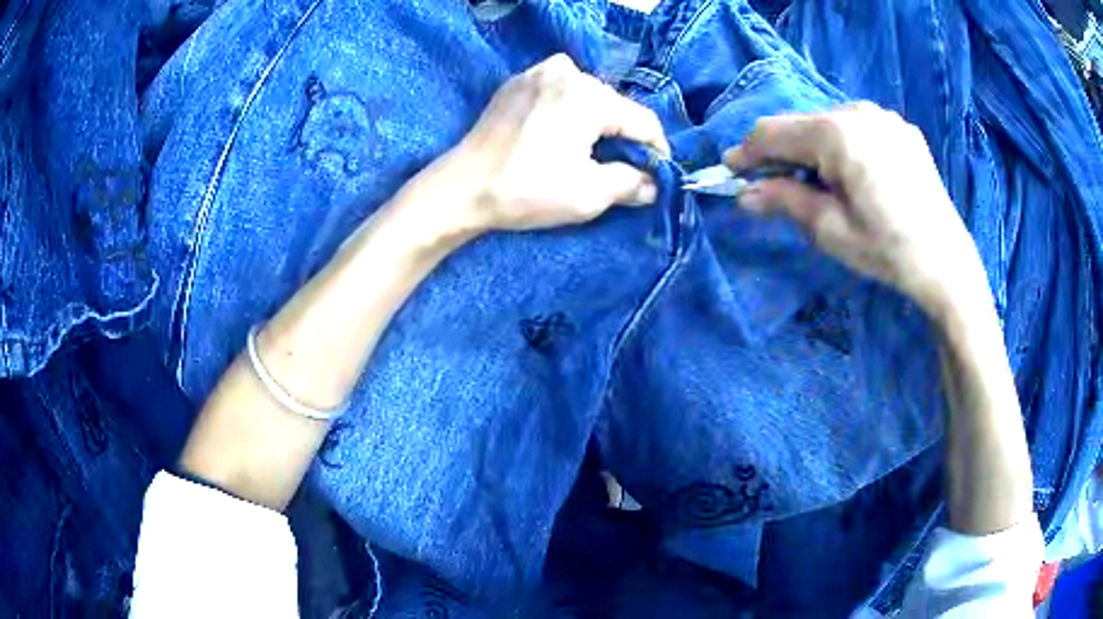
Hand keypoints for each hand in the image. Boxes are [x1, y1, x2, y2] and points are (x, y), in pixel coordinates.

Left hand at [413, 54, 668, 234]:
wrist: (461, 188)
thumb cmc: (526, 190)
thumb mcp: (588, 195)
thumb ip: (630, 183)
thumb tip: (651, 183)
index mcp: (588, 95)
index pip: (641, 119)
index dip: (656, 149)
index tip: (658, 173)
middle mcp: (566, 72)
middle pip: (614, 105)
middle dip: (623, 136)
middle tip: (623, 168)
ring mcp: (538, 72)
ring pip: (587, 96)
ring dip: (596, 123)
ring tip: (590, 154)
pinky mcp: (517, 82)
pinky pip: (559, 92)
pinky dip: (568, 112)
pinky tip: (559, 137)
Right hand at [725, 102, 987, 318]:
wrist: (947, 264)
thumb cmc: (887, 251)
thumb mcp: (829, 230)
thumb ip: (783, 201)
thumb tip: (744, 194)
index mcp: (837, 133)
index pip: (774, 132)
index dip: (747, 152)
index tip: (731, 172)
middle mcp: (858, 111)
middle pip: (801, 124)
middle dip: (782, 152)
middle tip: (773, 185)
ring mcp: (884, 117)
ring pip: (829, 124)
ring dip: (813, 149)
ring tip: (819, 184)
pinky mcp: (901, 129)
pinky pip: (857, 128)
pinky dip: (842, 146)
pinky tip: (853, 175)